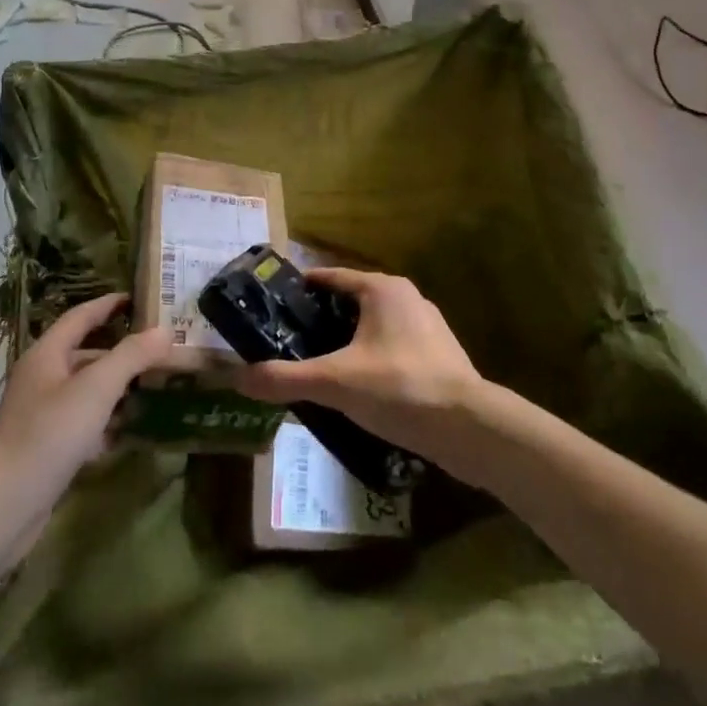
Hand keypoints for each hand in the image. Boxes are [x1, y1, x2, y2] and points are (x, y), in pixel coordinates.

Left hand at [0, 292, 173, 500]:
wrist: (3, 505)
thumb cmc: (49, 434)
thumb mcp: (96, 388)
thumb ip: (131, 356)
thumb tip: (165, 329)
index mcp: (47, 354)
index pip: (81, 316)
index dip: (109, 304)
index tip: (139, 297)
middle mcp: (43, 379)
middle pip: (86, 354)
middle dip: (121, 350)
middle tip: (159, 347)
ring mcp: (43, 415)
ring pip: (87, 391)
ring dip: (118, 387)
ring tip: (156, 385)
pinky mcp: (48, 448)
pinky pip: (84, 424)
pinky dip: (107, 422)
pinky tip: (132, 429)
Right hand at [230, 268, 487, 471]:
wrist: (469, 428)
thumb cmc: (400, 387)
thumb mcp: (335, 382)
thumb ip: (285, 379)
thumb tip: (237, 378)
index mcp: (382, 289)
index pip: (331, 277)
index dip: (300, 288)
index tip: (273, 303)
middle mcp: (406, 298)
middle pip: (351, 301)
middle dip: (320, 319)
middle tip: (287, 340)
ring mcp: (427, 327)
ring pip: (373, 327)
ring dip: (346, 342)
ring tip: (316, 365)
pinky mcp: (438, 356)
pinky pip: (392, 349)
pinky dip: (370, 360)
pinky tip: (356, 389)